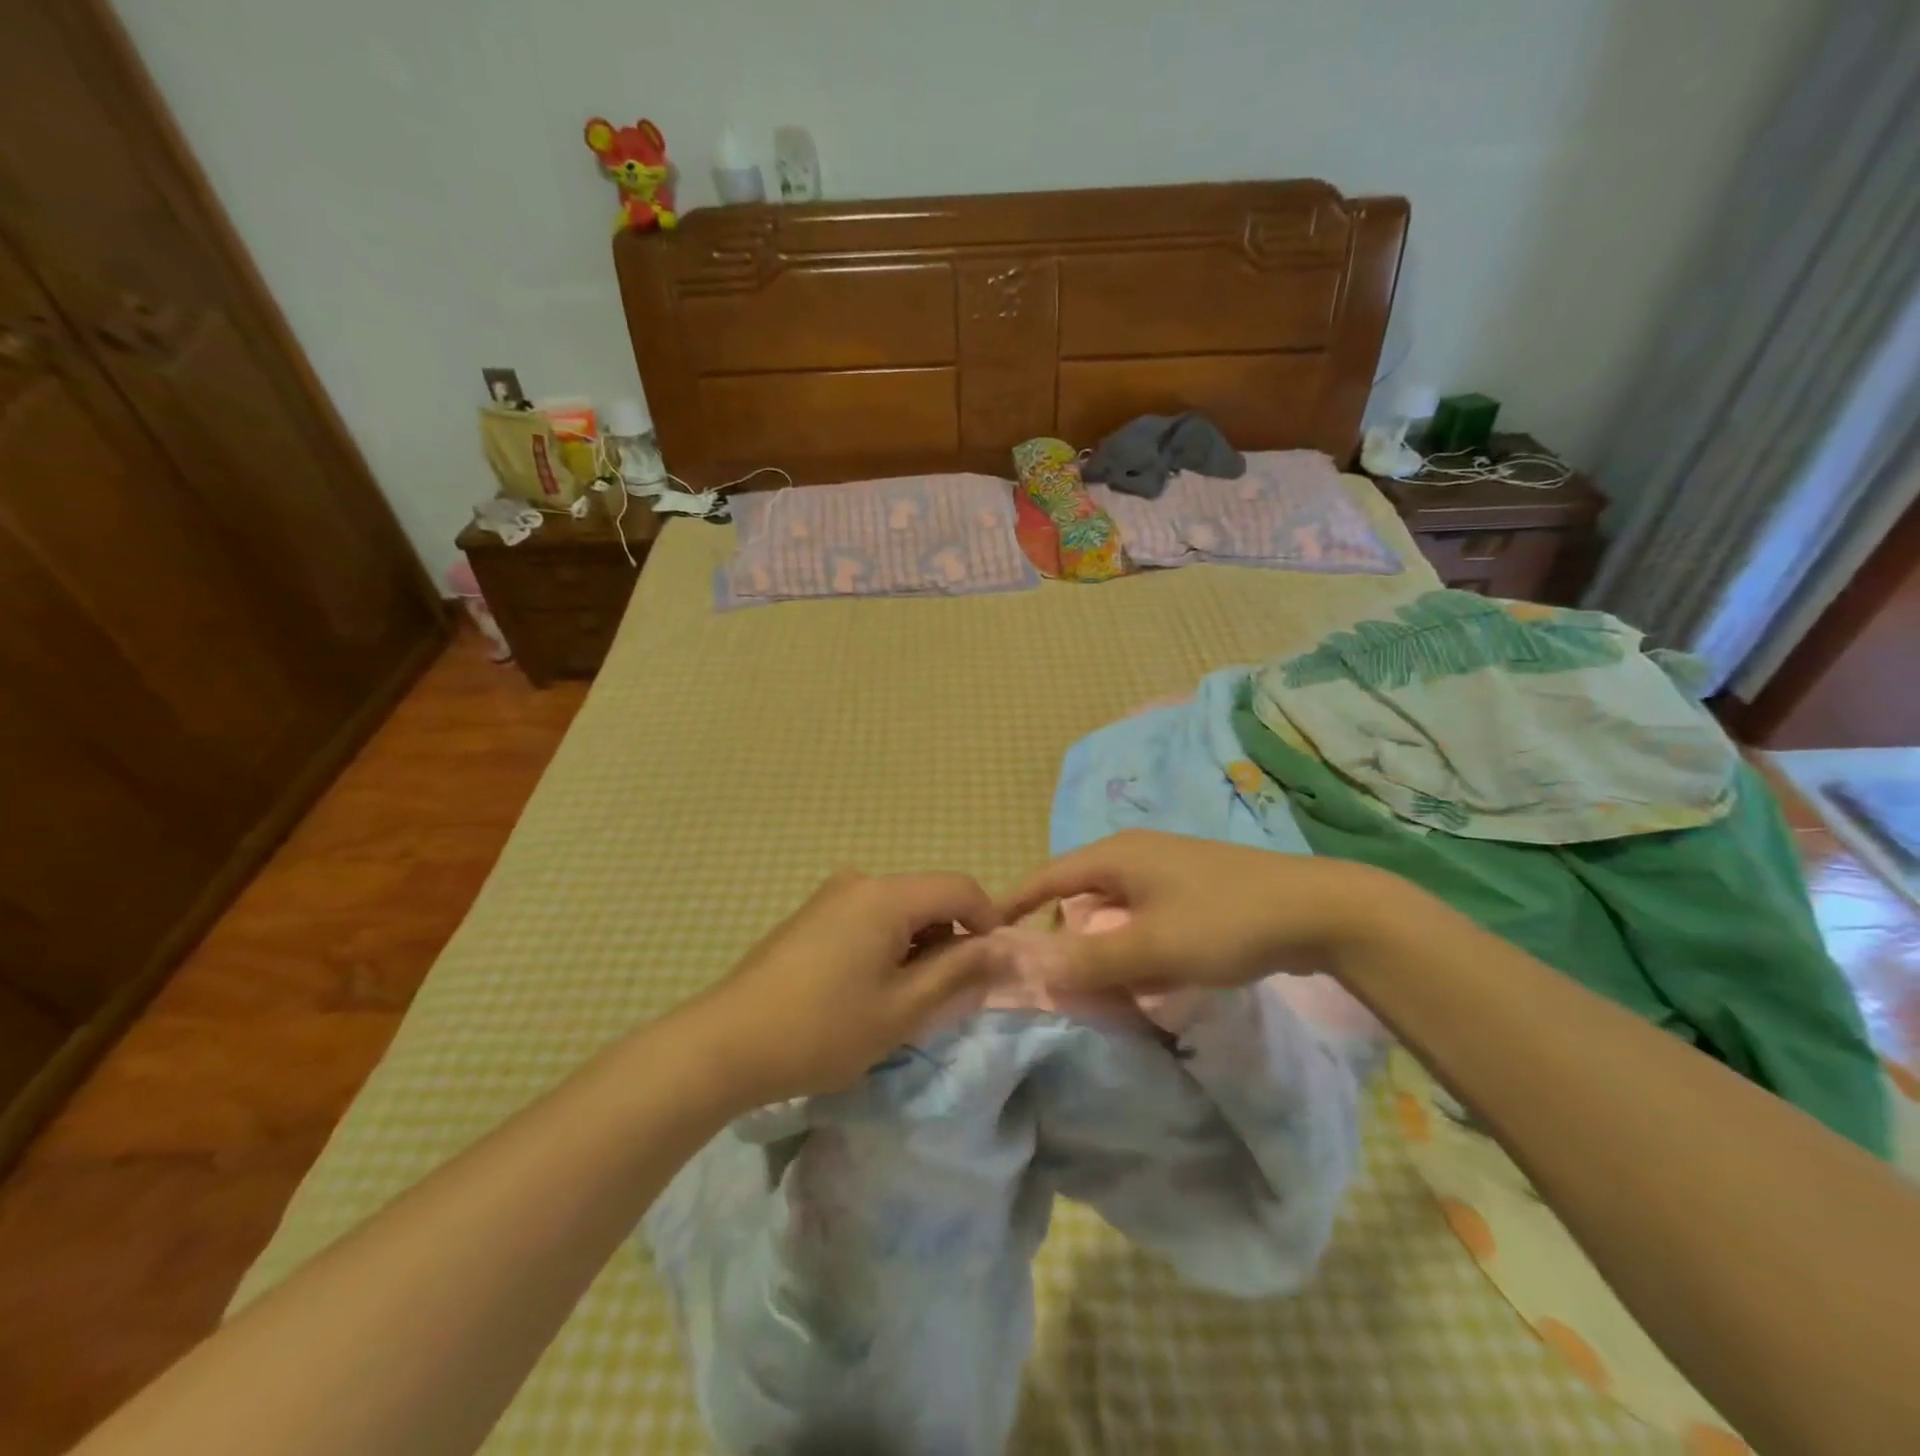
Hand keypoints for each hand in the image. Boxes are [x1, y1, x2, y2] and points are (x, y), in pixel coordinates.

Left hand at [685, 871, 1002, 1105]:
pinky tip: (867, 988)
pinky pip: (869, 917)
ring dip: (918, 945)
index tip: (991, 968)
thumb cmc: (821, 1030)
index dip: (988, 923)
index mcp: (885, 896)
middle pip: (928, 896)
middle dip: (950, 938)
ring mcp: (831, 896)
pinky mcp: (812, 915)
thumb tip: (999, 950)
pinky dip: (887, 945)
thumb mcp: (901, 1009)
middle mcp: (859, 882)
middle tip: (946, 994)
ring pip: (899, 909)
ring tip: (904, 999)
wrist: (725, 1043)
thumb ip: (958, 973)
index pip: (960, 889)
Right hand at [999, 830, 1393, 992]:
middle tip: (1051, 978)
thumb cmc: (1226, 920)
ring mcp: (1166, 872)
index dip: (1016, 904)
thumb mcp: (1153, 946)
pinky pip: (1143, 918)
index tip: (988, 934)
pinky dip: (1132, 945)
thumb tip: (1031, 968)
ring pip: (1113, 910)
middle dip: (1062, 935)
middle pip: (1079, 895)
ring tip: (1095, 986)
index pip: (1048, 877)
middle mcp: (1135, 856)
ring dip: (1100, 946)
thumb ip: (1091, 959)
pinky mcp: (1192, 891)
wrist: (1320, 910)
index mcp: (1116, 856)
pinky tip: (1144, 978)